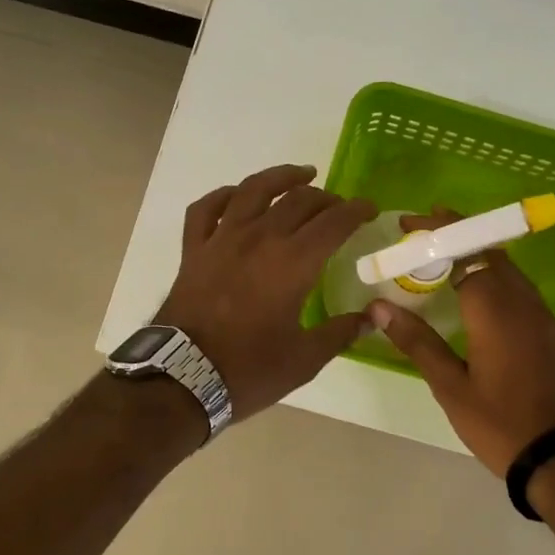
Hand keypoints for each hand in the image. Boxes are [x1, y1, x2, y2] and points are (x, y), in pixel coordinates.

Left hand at [158, 164, 376, 421]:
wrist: (182, 378)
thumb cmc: (249, 370)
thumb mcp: (304, 360)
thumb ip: (340, 333)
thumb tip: (372, 318)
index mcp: (293, 263)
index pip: (334, 222)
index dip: (356, 210)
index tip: (369, 209)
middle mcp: (260, 238)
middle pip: (299, 201)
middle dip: (326, 198)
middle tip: (339, 206)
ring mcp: (222, 239)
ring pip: (253, 190)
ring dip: (281, 177)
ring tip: (301, 175)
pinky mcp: (194, 249)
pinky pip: (206, 208)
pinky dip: (223, 196)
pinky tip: (237, 196)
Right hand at [368, 211, 554, 476]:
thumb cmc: (501, 424)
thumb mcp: (451, 387)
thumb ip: (417, 342)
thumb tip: (379, 307)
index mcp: (495, 310)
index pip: (464, 252)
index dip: (436, 234)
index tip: (408, 224)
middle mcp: (524, 303)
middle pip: (490, 251)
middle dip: (457, 234)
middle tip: (422, 233)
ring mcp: (544, 318)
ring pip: (509, 270)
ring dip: (478, 254)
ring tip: (445, 256)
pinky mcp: (554, 334)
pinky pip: (521, 289)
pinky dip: (495, 276)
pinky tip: (479, 294)